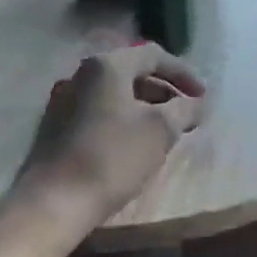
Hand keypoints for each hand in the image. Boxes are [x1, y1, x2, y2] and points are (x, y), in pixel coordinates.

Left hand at [10, 42, 205, 233]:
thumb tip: (197, 102)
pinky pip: (98, 111)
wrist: (53, 201)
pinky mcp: (55, 126)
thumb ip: (184, 109)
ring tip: (164, 131)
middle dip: (164, 91)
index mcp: (106, 66)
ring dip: (144, 107)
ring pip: (114, 94)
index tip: (202, 96)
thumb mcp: (160, 130)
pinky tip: (134, 144)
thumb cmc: (112, 157)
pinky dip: (122, 119)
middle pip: (132, 72)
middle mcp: (81, 74)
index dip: (183, 73)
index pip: (153, 55)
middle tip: (186, 113)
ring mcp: (64, 100)